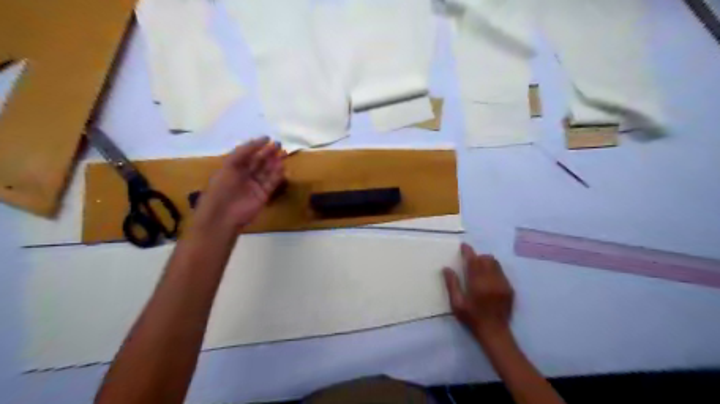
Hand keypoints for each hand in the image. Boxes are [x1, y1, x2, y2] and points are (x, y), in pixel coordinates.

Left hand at [198, 137, 288, 231]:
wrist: (223, 214)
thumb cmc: (222, 187)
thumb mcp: (229, 165)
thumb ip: (243, 152)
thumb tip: (260, 141)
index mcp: (234, 167)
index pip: (248, 154)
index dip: (257, 146)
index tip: (268, 138)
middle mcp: (245, 175)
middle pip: (259, 162)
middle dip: (269, 153)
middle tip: (279, 145)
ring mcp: (255, 185)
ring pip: (267, 171)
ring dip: (275, 163)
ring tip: (283, 155)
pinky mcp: (263, 195)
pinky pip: (271, 183)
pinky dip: (277, 175)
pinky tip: (282, 167)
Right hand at [443, 243, 513, 343]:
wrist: (495, 333)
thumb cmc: (472, 318)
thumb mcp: (457, 304)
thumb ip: (452, 285)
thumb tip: (446, 268)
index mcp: (478, 284)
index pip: (473, 261)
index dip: (468, 251)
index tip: (463, 246)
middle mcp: (492, 281)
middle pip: (487, 259)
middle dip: (478, 257)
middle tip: (470, 261)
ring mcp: (503, 284)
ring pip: (496, 264)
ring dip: (486, 262)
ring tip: (479, 269)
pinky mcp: (510, 289)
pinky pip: (501, 272)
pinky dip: (494, 270)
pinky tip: (488, 279)